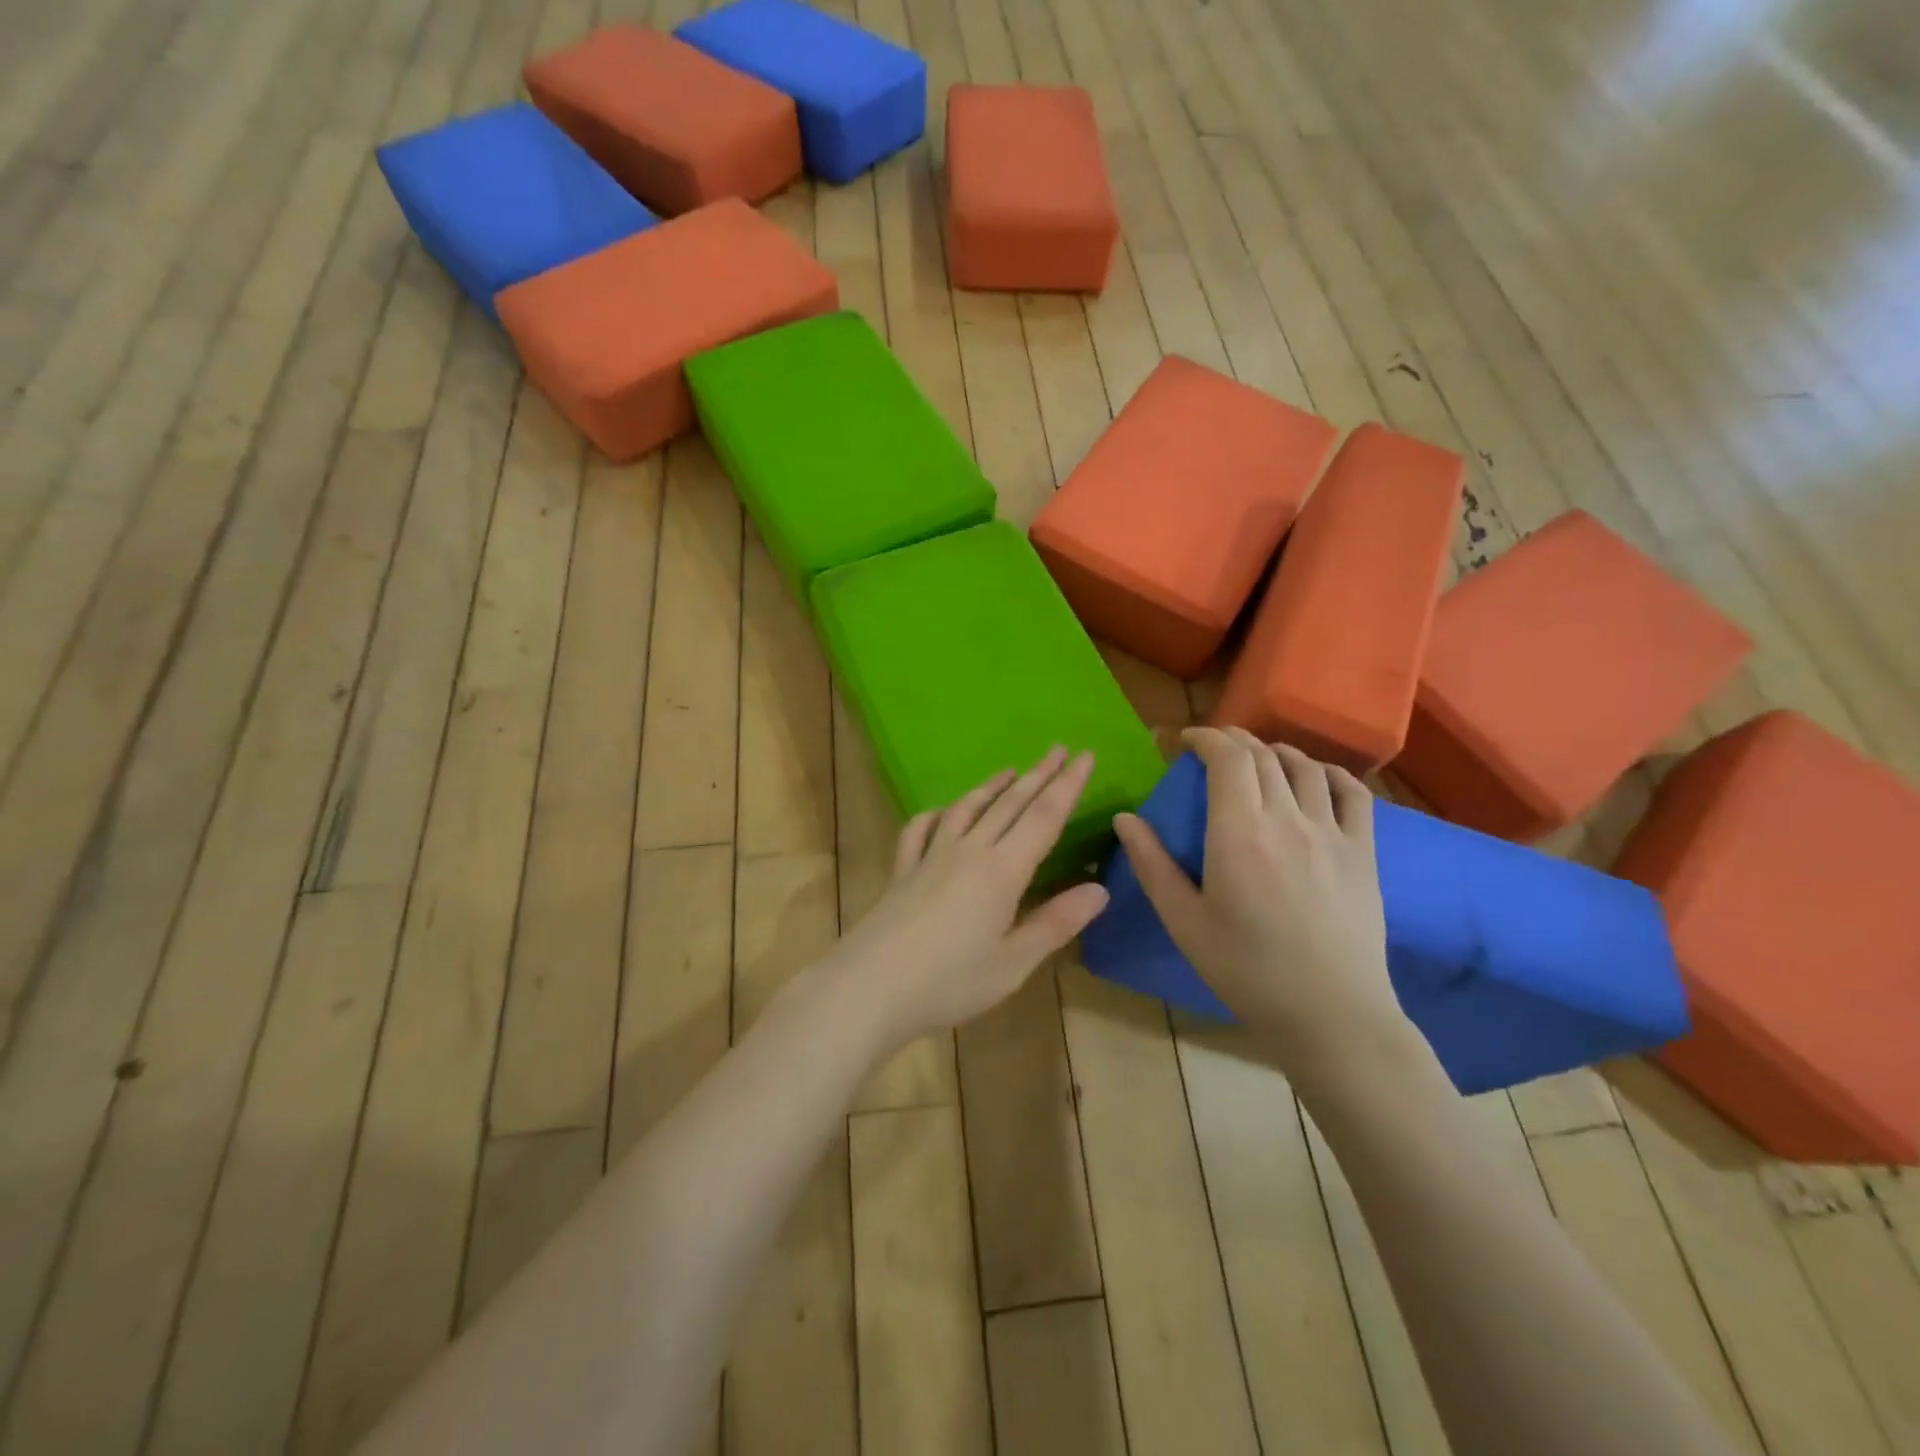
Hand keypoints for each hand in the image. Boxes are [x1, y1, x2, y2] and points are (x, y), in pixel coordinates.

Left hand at [826, 748, 1111, 1051]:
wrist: (868, 987)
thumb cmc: (949, 982)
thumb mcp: (1013, 962)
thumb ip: (1055, 922)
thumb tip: (1099, 889)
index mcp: (1002, 871)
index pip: (1044, 817)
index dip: (1067, 785)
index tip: (1085, 755)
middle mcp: (968, 851)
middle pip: (1009, 803)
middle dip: (1038, 774)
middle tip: (1058, 748)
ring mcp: (930, 857)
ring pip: (967, 808)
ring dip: (993, 787)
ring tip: (1011, 770)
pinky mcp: (902, 870)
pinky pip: (921, 829)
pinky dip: (938, 813)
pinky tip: (943, 811)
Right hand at [1112, 728, 1406, 1068]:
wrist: (1330, 1015)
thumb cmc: (1245, 971)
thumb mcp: (1183, 921)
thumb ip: (1152, 864)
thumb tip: (1125, 817)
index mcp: (1239, 834)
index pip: (1227, 757)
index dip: (1205, 737)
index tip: (1185, 741)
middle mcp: (1288, 820)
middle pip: (1263, 755)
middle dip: (1234, 739)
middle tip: (1212, 748)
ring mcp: (1332, 833)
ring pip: (1305, 766)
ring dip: (1275, 752)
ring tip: (1257, 761)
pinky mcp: (1363, 851)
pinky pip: (1353, 793)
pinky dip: (1329, 773)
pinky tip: (1315, 778)